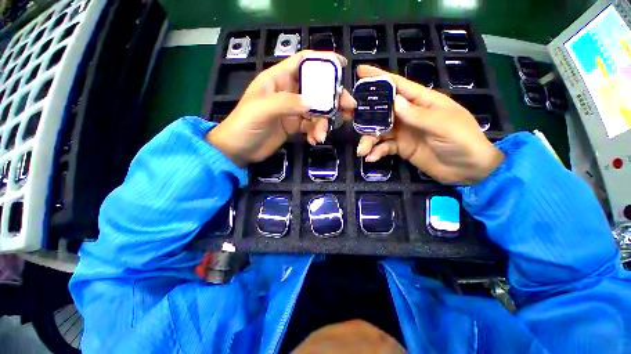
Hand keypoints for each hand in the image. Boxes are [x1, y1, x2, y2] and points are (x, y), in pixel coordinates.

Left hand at [207, 51, 355, 165]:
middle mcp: (288, 92)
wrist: (238, 150)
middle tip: (348, 107)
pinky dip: (315, 132)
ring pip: (316, 111)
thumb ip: (288, 103)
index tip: (342, 66)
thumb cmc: (244, 125)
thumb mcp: (262, 110)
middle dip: (332, 98)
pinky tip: (314, 140)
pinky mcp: (293, 126)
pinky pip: (310, 126)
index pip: (303, 62)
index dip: (323, 61)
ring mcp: (292, 110)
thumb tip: (314, 103)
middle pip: (316, 89)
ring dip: (323, 123)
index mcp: (278, 80)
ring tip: (321, 135)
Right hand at [355, 65, 503, 184]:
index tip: (360, 72)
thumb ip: (417, 114)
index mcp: (421, 101)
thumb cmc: (462, 140)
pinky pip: (384, 147)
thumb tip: (394, 101)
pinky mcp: (400, 148)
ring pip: (379, 131)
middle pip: (382, 110)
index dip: (379, 78)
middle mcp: (408, 114)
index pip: (397, 85)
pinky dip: (376, 152)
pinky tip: (371, 158)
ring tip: (362, 150)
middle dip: (365, 113)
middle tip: (347, 115)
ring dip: (368, 140)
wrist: (467, 169)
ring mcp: (403, 132)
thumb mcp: (442, 124)